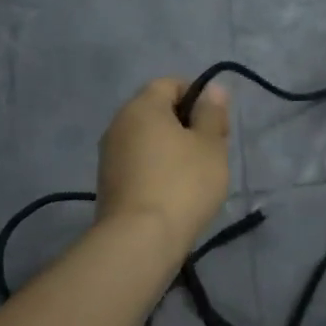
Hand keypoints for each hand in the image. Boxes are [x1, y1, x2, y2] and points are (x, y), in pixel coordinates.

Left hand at [96, 78, 231, 255]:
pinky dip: (158, 169)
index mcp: (142, 107)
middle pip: (158, 111)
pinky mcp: (109, 184)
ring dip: (173, 149)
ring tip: (197, 175)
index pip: (170, 83)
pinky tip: (176, 193)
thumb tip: (212, 89)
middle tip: (212, 150)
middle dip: (187, 125)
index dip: (198, 96)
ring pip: (148, 139)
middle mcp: (119, 125)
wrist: (140, 241)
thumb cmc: (182, 183)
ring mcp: (109, 156)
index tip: (216, 123)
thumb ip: (212, 113)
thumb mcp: (210, 145)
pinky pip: (139, 163)